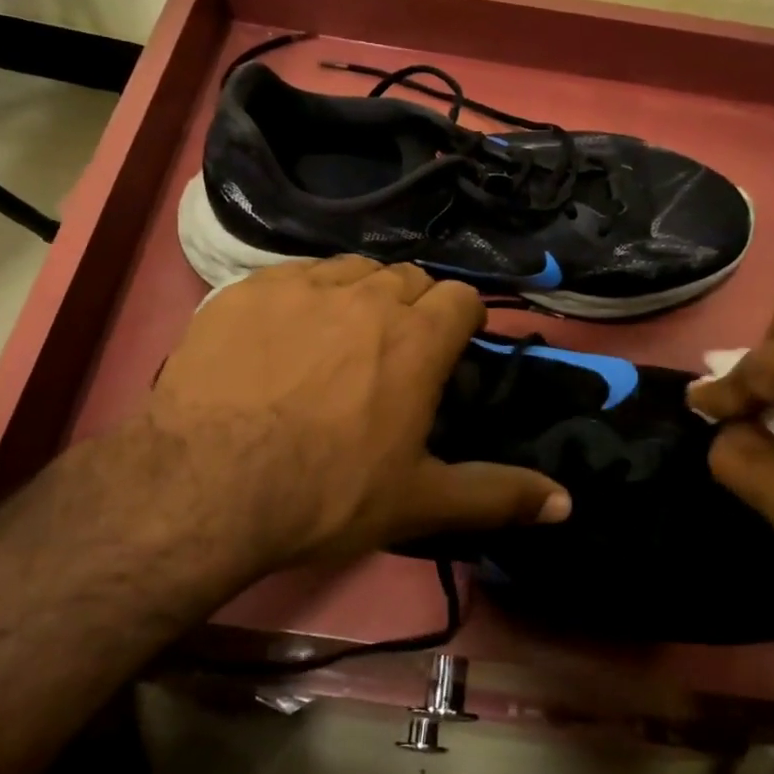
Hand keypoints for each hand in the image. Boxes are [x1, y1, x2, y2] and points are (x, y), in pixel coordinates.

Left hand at [142, 256, 568, 574]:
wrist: (206, 484)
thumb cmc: (326, 492)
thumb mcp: (419, 501)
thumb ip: (497, 494)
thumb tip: (567, 503)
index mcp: (417, 338)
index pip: (461, 297)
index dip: (460, 322)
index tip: (446, 354)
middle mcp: (366, 295)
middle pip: (406, 278)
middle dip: (410, 308)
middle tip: (391, 357)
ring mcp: (301, 285)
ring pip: (349, 270)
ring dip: (357, 296)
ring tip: (337, 342)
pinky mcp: (244, 289)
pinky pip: (291, 276)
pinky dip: (301, 297)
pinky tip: (280, 338)